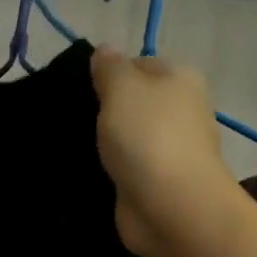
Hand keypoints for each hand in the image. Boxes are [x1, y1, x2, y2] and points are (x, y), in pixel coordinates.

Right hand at [90, 49, 241, 256]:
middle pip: (136, 103)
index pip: (140, 64)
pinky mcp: (158, 184)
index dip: (110, 74)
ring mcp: (171, 150)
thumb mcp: (122, 88)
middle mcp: (182, 111)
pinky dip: (112, 170)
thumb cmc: (147, 137)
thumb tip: (104, 50)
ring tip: (74, 146)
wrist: (170, 206)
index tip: (82, 90)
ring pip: (131, 137)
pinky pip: (128, 168)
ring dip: (108, 143)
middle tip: (75, 118)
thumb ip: (110, 67)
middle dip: (107, 111)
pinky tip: (90, 173)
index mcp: (181, 79)